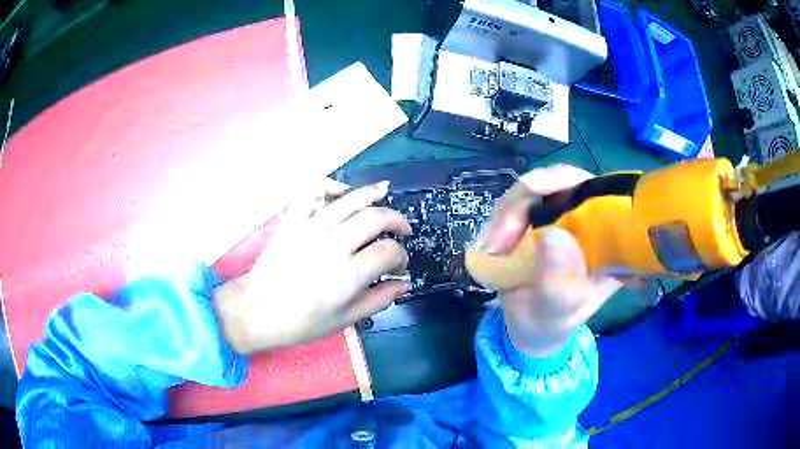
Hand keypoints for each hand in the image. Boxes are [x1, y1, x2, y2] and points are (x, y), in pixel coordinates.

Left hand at [213, 182, 411, 353]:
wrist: (258, 309)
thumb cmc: (302, 321)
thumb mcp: (346, 319)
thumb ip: (379, 300)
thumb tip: (404, 283)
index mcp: (348, 274)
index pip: (388, 251)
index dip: (401, 256)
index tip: (398, 265)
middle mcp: (333, 244)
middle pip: (376, 217)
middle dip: (397, 220)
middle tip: (402, 230)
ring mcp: (311, 228)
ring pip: (350, 199)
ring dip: (373, 193)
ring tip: (386, 192)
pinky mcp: (293, 221)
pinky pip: (313, 192)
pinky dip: (330, 185)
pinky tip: (342, 190)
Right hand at [478, 166, 621, 356]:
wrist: (528, 329)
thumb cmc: (549, 324)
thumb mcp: (556, 312)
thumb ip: (558, 283)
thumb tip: (555, 236)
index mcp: (609, 240)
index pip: (597, 192)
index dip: (566, 182)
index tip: (533, 189)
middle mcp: (590, 221)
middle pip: (561, 182)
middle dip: (524, 201)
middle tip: (499, 238)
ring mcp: (563, 217)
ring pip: (535, 190)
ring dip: (506, 213)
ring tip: (492, 248)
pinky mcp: (539, 219)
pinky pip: (518, 203)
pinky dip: (500, 218)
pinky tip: (490, 244)